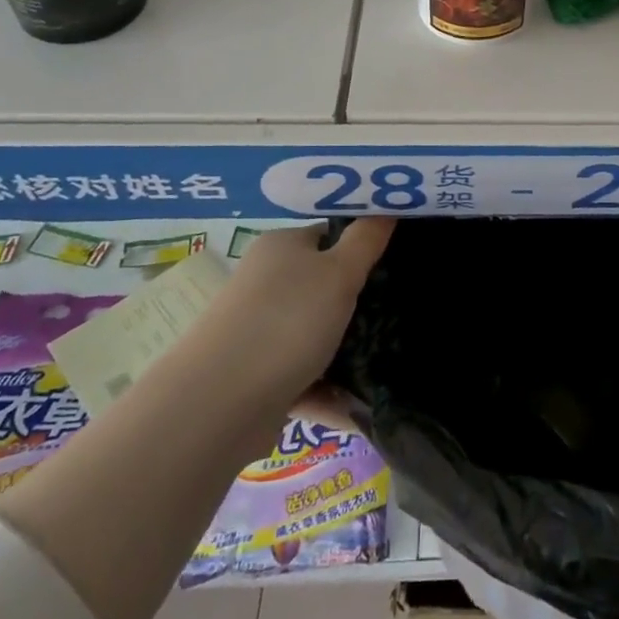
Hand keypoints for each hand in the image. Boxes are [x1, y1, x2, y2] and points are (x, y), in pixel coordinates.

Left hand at [200, 218, 393, 410]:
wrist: (218, 404)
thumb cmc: (286, 321)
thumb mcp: (339, 272)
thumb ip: (366, 240)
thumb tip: (385, 209)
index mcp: (281, 247)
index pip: (329, 235)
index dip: (362, 246)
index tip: (396, 264)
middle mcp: (266, 283)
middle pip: (323, 286)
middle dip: (359, 303)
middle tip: (399, 313)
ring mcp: (259, 332)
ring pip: (315, 335)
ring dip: (347, 352)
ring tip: (390, 362)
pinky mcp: (258, 378)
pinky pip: (305, 379)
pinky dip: (329, 392)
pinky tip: (361, 409)